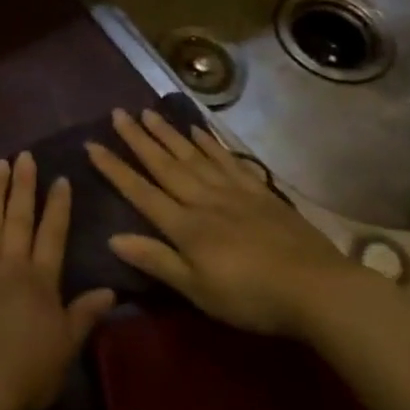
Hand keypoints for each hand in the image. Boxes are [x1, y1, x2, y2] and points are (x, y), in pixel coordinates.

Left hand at [0, 153, 115, 409]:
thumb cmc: (24, 373)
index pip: (52, 234)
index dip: (57, 206)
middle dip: (23, 185)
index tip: (60, 179)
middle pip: (18, 217)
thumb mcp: (65, 349)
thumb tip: (109, 290)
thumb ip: (84, 316)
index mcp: (40, 280)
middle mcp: (9, 263)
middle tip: (25, 156)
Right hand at [87, 108, 361, 337]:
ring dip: (169, 134)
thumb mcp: (198, 290)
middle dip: (138, 139)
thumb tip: (112, 238)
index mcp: (185, 226)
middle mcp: (203, 200)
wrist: (316, 288)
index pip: (141, 192)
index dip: (115, 169)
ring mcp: (233, 192)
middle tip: (118, 113)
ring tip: (149, 112)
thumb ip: (156, 260)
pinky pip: (228, 161)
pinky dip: (210, 143)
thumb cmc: (251, 298)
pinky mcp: (259, 192)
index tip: (92, 144)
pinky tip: (198, 130)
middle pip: (165, 165)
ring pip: (193, 156)